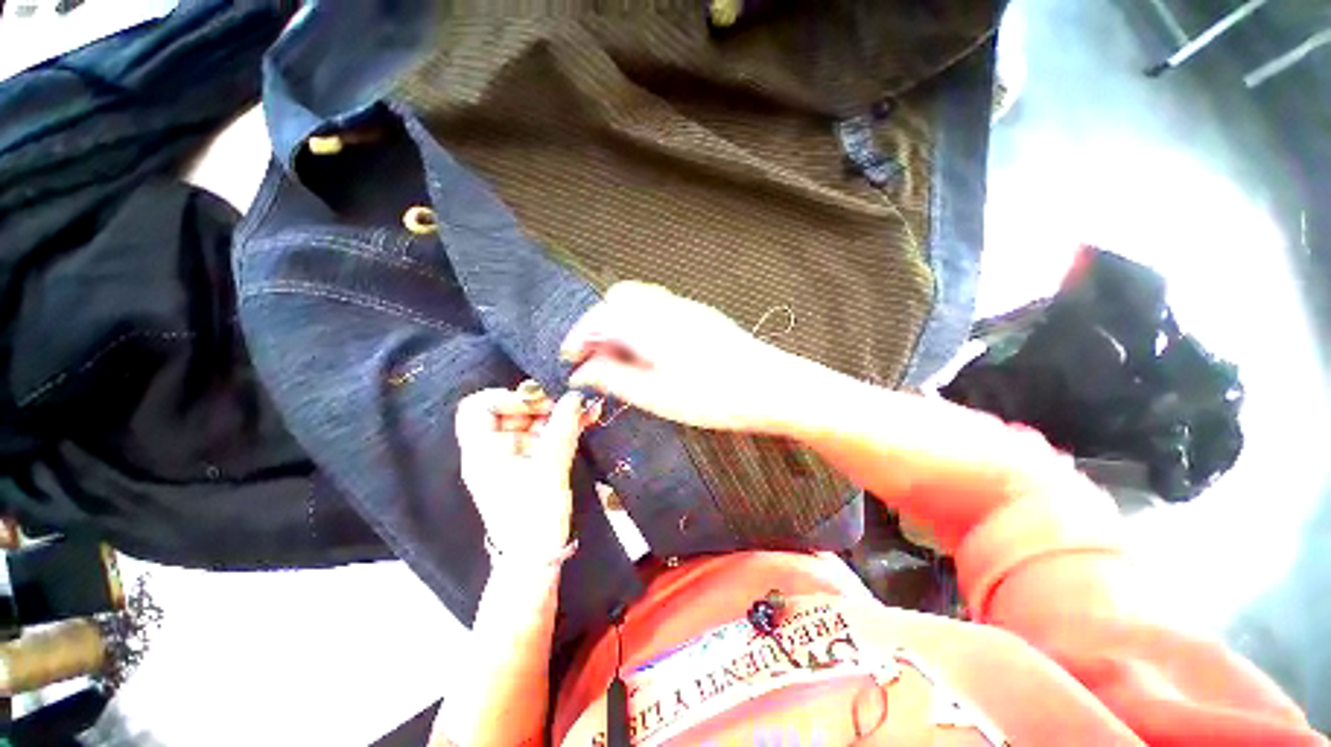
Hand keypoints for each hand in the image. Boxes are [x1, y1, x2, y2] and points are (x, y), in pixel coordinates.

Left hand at [455, 385, 597, 561]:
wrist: (536, 558)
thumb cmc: (533, 515)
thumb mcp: (549, 469)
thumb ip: (563, 429)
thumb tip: (575, 396)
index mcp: (483, 451)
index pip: (478, 408)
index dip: (505, 398)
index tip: (537, 404)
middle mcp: (495, 450)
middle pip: (511, 412)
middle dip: (542, 405)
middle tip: (570, 405)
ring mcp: (515, 457)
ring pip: (535, 423)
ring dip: (560, 414)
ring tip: (587, 409)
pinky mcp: (533, 463)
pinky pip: (547, 437)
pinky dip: (565, 428)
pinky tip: (587, 419)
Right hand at [562, 282, 813, 433]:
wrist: (774, 387)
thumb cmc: (714, 398)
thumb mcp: (657, 396)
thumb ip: (615, 379)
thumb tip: (581, 372)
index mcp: (649, 323)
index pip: (599, 316)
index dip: (579, 337)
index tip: (571, 361)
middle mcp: (665, 306)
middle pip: (618, 302)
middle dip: (600, 327)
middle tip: (598, 361)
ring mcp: (686, 307)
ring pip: (640, 303)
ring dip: (622, 325)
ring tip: (623, 360)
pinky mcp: (701, 315)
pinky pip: (660, 309)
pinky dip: (643, 325)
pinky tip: (652, 353)